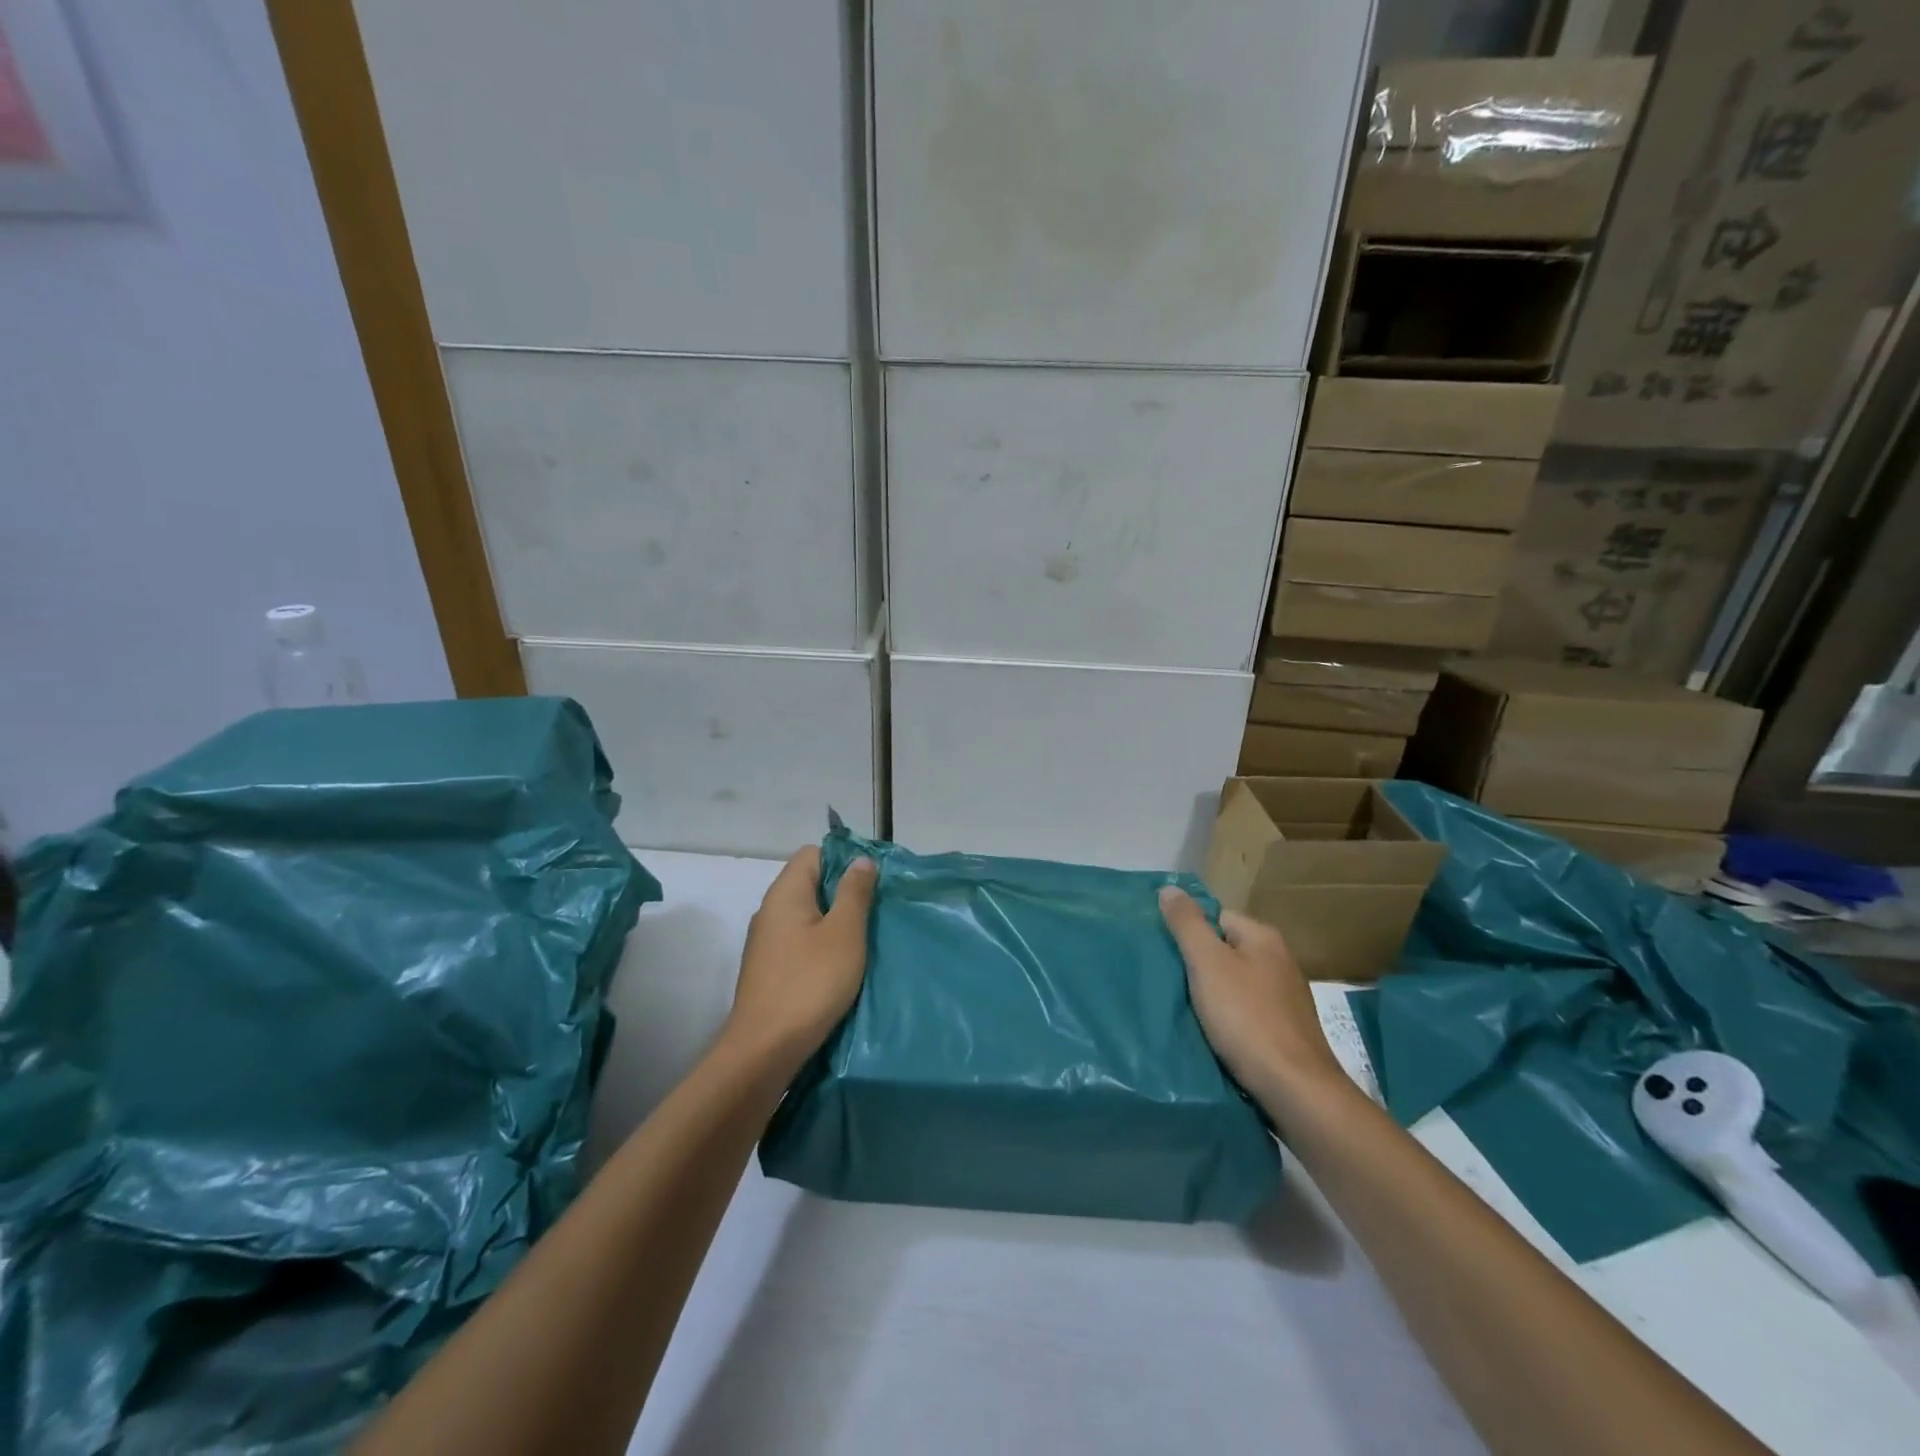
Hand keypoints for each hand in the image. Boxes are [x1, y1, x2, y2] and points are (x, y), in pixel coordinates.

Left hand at [725, 846, 878, 1070]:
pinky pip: (799, 943)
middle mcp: (770, 911)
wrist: (764, 1050)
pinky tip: (840, 967)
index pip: (813, 853)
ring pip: (806, 916)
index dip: (843, 860)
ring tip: (862, 942)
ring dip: (834, 923)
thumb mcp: (844, 933)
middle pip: (810, 884)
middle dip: (843, 894)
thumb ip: (854, 893)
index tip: (871, 883)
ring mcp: (766, 942)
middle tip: (874, 913)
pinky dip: (820, 947)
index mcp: (785, 893)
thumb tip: (859, 860)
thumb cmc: (810, 983)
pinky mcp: (768, 970)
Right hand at [1159, 886, 1345, 1110]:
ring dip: (1211, 994)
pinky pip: (1246, 1011)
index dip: (1188, 932)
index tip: (1164, 953)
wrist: (1295, 1089)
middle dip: (1198, 964)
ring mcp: (1286, 997)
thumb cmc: (1247, 1019)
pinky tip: (1213, 1033)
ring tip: (1183, 1008)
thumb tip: (1170, 887)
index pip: (1215, 917)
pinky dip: (1228, 1018)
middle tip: (1169, 980)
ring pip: (1234, 983)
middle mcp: (1279, 960)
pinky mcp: (1286, 1030)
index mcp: (1263, 937)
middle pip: (1224, 950)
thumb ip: (1187, 924)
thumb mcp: (1208, 964)